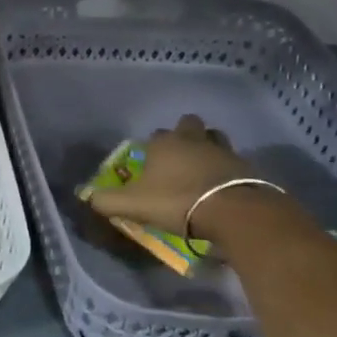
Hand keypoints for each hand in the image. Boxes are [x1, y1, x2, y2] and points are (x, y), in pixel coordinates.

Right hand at [86, 115, 259, 236]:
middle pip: (190, 125)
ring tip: (203, 167)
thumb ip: (106, 201)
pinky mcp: (247, 168)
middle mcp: (194, 140)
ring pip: (215, 139)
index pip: (155, 134)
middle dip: (185, 134)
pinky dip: (228, 170)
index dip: (152, 146)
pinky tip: (223, 186)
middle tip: (180, 156)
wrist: (233, 212)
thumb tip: (88, 197)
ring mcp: (224, 151)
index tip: (150, 162)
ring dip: (209, 147)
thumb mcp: (132, 205)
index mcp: (165, 144)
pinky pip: (234, 162)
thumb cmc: (176, 201)